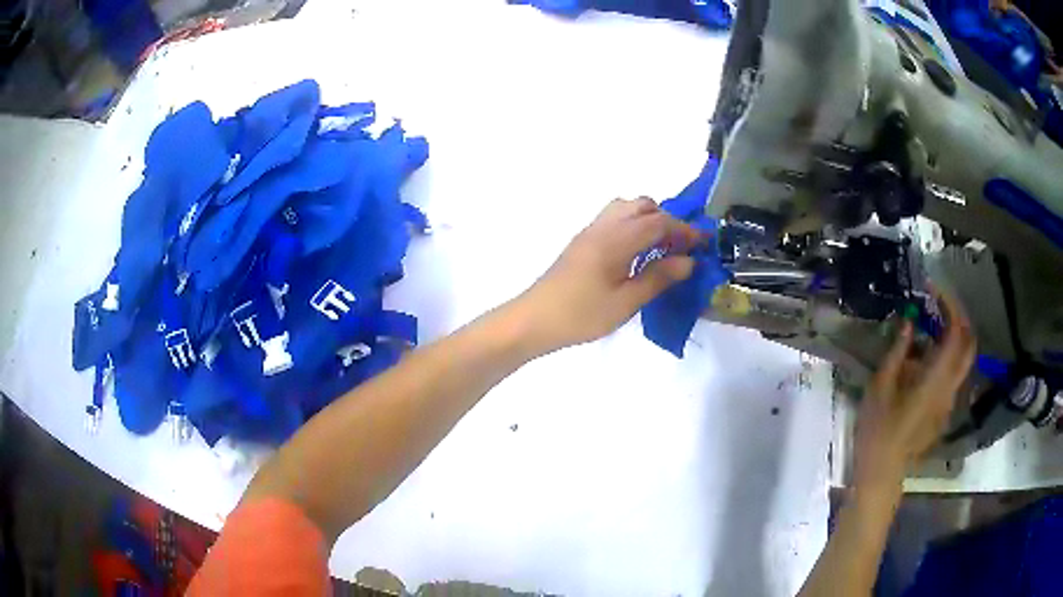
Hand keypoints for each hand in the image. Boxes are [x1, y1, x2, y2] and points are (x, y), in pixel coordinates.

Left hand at [517, 197, 702, 352]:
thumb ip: (658, 278)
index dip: (684, 230)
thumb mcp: (625, 302)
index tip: (703, 243)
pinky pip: (614, 219)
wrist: (534, 319)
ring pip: (626, 208)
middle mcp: (603, 226)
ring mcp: (590, 231)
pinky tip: (638, 252)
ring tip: (662, 248)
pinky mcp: (582, 241)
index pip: (658, 222)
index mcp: (615, 239)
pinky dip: (633, 225)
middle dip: (667, 219)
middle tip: (681, 246)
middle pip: (642, 206)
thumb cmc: (581, 315)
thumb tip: (688, 261)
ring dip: (648, 219)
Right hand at [854, 290, 976, 492]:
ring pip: (963, 359)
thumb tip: (908, 321)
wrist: (882, 473)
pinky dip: (946, 356)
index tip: (933, 288)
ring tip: (930, 327)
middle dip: (959, 317)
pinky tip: (924, 360)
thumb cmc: (877, 431)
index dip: (949, 305)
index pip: (956, 332)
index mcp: (936, 380)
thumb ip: (898, 351)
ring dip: (953, 336)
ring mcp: (949, 401)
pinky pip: (953, 375)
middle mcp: (950, 387)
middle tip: (940, 303)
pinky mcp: (944, 411)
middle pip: (969, 344)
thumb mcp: (880, 387)